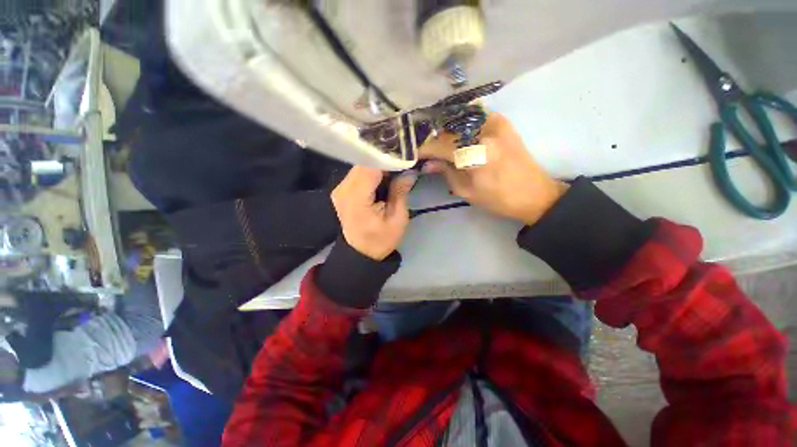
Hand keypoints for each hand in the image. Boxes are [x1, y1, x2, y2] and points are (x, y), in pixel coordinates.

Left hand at [331, 166, 417, 259]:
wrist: (361, 252)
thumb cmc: (381, 240)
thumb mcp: (397, 220)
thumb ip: (400, 193)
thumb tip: (409, 171)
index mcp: (356, 199)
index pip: (370, 167)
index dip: (388, 158)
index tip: (405, 157)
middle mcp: (343, 190)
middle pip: (364, 163)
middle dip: (384, 160)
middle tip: (403, 163)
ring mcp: (339, 189)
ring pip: (361, 165)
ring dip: (378, 165)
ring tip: (395, 169)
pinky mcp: (341, 190)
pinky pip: (358, 173)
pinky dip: (372, 171)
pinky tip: (383, 176)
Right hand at [421, 113, 567, 225]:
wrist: (534, 194)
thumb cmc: (498, 199)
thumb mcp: (466, 191)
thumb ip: (446, 172)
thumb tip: (428, 163)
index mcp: (476, 155)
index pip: (440, 145)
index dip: (424, 148)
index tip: (412, 153)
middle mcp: (485, 132)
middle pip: (448, 129)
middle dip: (432, 138)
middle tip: (422, 147)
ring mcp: (495, 123)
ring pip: (459, 120)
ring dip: (444, 129)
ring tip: (434, 140)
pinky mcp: (502, 121)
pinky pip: (473, 116)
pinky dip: (459, 123)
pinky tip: (453, 133)